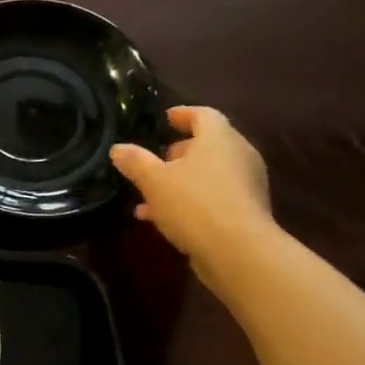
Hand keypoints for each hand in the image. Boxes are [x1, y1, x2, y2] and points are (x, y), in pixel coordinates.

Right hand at [110, 107, 274, 275]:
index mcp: (219, 138)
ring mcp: (246, 185)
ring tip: (150, 196)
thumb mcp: (154, 181)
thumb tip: (118, 148)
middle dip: (180, 152)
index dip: (183, 114)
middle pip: (209, 145)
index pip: (203, 115)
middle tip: (156, 159)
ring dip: (181, 181)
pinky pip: (214, 197)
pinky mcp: (246, 212)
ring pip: (209, 174)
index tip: (166, 118)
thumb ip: (136, 162)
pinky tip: (164, 219)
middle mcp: (239, 155)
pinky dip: (191, 201)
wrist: (238, 250)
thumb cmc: (194, 203)